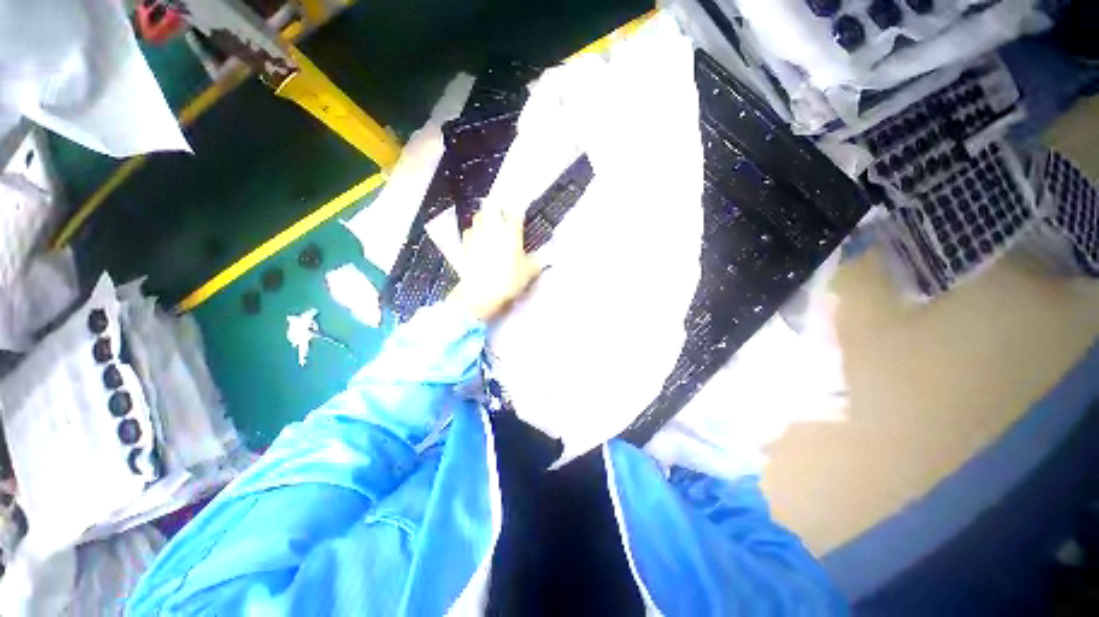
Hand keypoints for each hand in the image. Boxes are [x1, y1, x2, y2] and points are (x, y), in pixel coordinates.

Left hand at [450, 208, 539, 321]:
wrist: (480, 294)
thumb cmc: (508, 281)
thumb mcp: (529, 272)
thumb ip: (536, 261)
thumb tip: (543, 256)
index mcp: (510, 231)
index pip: (515, 213)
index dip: (518, 213)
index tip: (521, 217)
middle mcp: (491, 228)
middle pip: (492, 207)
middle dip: (498, 209)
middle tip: (503, 216)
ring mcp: (475, 235)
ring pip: (478, 217)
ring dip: (484, 218)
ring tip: (490, 226)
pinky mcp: (463, 245)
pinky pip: (468, 232)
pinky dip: (474, 233)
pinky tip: (477, 241)